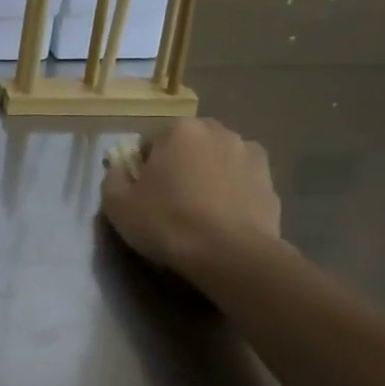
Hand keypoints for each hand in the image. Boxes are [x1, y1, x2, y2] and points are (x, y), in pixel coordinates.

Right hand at [101, 117, 283, 280]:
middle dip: (180, 164)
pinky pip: (242, 181)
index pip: (152, 141)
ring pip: (218, 160)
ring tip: (201, 210)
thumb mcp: (118, 205)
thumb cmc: (168, 223)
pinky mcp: (271, 182)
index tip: (143, 192)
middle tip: (171, 199)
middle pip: (189, 145)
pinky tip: (224, 219)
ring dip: (209, 174)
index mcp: (180, 129)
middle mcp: (218, 131)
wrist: (232, 256)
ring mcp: (250, 154)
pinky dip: (233, 192)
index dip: (144, 167)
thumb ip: (113, 178)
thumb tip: (119, 168)